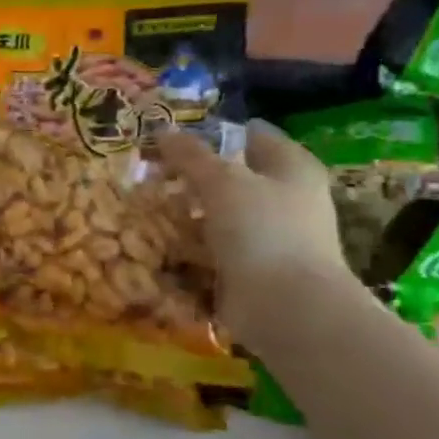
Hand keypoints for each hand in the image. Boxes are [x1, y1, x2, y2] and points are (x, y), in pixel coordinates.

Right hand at [156, 120, 348, 340]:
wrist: (287, 307)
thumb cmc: (263, 230)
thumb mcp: (221, 181)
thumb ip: (191, 155)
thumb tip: (162, 130)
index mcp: (292, 167)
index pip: (252, 134)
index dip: (214, 131)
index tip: (173, 134)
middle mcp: (286, 198)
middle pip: (233, 175)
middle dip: (193, 174)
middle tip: (150, 170)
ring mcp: (270, 236)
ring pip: (219, 213)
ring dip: (187, 210)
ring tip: (145, 204)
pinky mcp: (252, 269)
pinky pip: (213, 247)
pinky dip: (189, 244)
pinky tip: (158, 239)